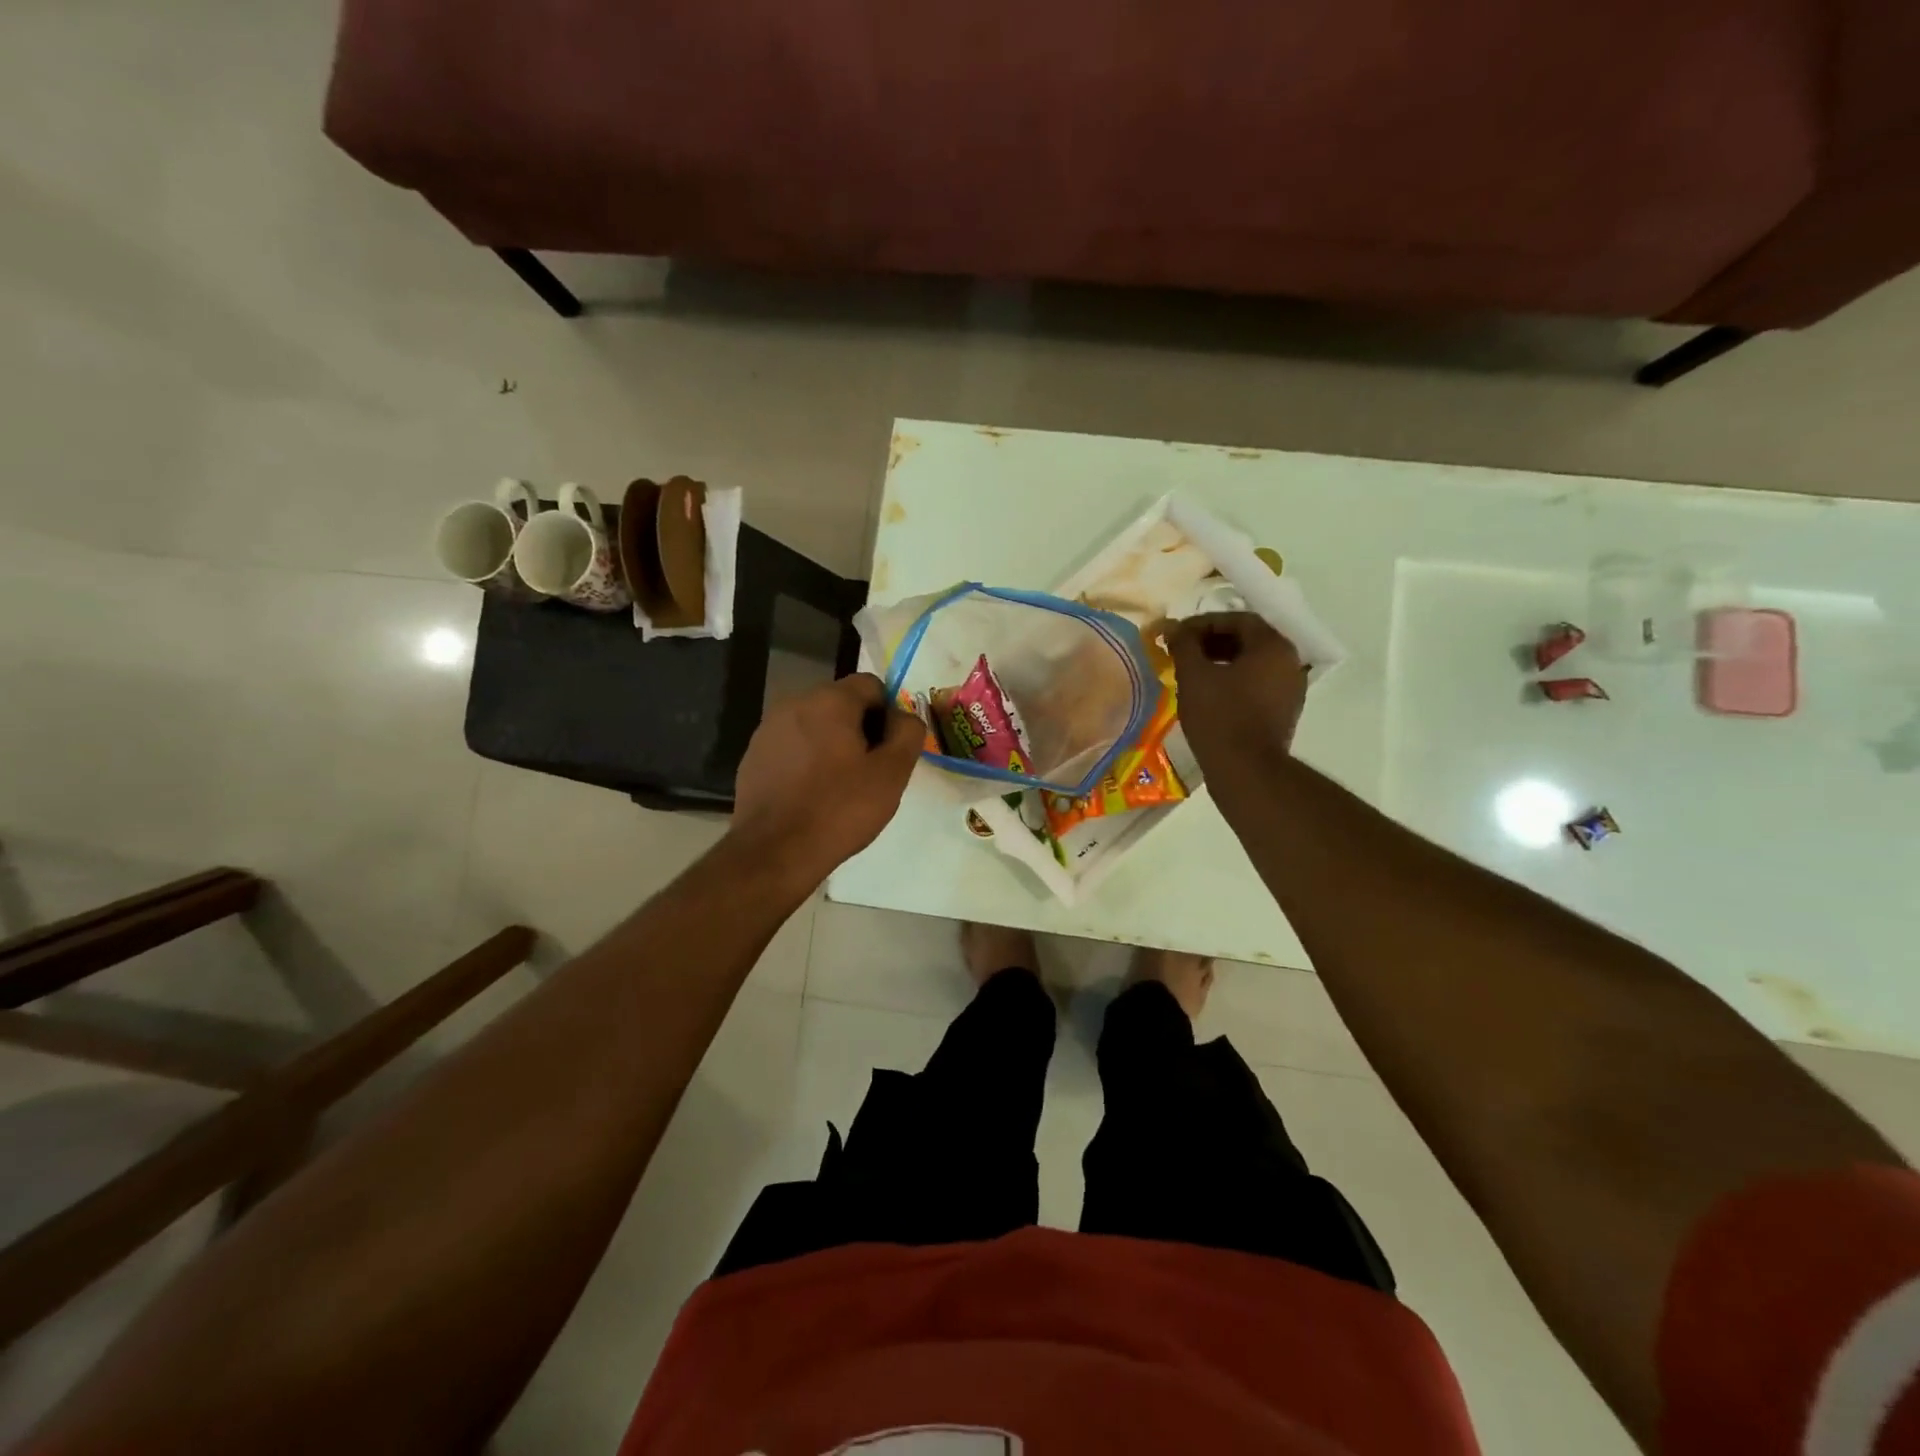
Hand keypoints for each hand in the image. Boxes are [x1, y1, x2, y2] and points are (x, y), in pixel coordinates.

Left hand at [728, 673, 923, 883]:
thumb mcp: (891, 773)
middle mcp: (795, 703)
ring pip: (815, 726)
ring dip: (832, 745)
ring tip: (840, 787)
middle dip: (860, 730)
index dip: (888, 714)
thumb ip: (907, 733)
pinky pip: (792, 746)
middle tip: (869, 773)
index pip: (871, 685)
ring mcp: (768, 729)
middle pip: (841, 704)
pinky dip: (806, 761)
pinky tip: (811, 795)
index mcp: (830, 700)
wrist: (774, 852)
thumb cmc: (839, 809)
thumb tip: (904, 717)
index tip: (890, 751)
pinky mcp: (753, 756)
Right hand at [1165, 612, 1308, 770]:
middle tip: (1183, 651)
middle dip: (1212, 641)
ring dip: (1222, 661)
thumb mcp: (1194, 675)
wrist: (1245, 770)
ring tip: (1192, 672)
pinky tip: (1209, 693)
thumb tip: (1174, 628)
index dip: (1204, 623)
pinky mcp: (1284, 712)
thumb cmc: (1219, 716)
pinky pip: (1257, 684)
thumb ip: (1184, 644)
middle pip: (1248, 640)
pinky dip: (1234, 681)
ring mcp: (1290, 689)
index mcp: (1273, 646)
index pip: (1238, 620)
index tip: (1178, 635)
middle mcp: (1290, 662)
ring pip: (1253, 663)